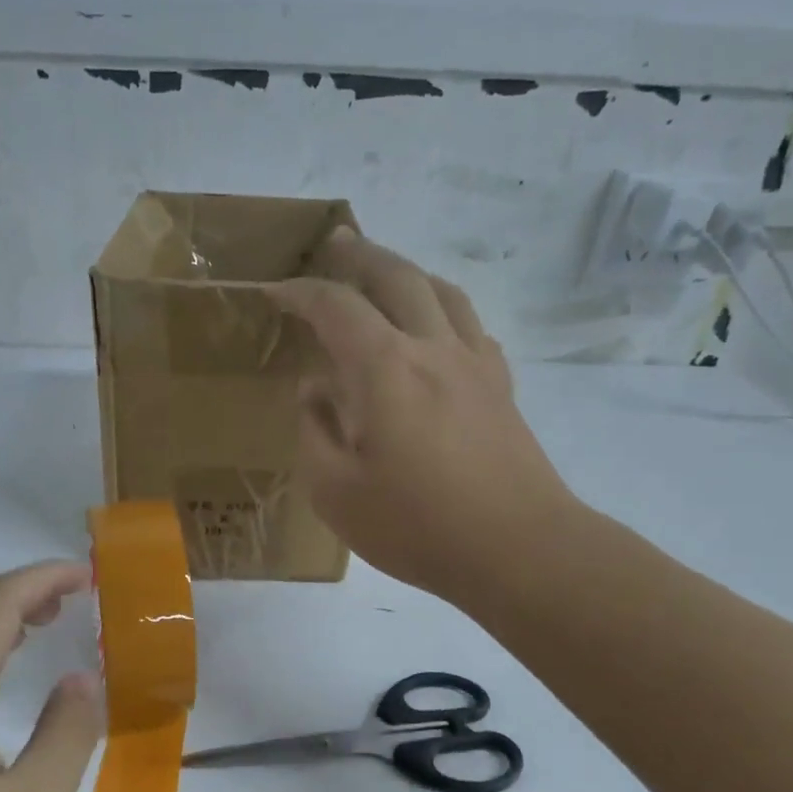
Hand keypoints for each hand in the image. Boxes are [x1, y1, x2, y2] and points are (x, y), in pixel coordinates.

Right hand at [270, 229, 579, 602]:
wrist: (518, 549)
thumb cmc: (416, 525)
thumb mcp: (336, 492)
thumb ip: (315, 432)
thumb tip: (315, 391)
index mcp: (385, 368)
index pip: (336, 307)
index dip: (300, 293)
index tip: (274, 292)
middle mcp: (433, 348)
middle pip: (398, 277)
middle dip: (361, 255)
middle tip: (337, 242)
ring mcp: (475, 364)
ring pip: (442, 292)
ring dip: (409, 272)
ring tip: (388, 274)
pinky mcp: (501, 388)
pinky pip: (471, 326)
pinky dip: (445, 310)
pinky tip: (438, 330)